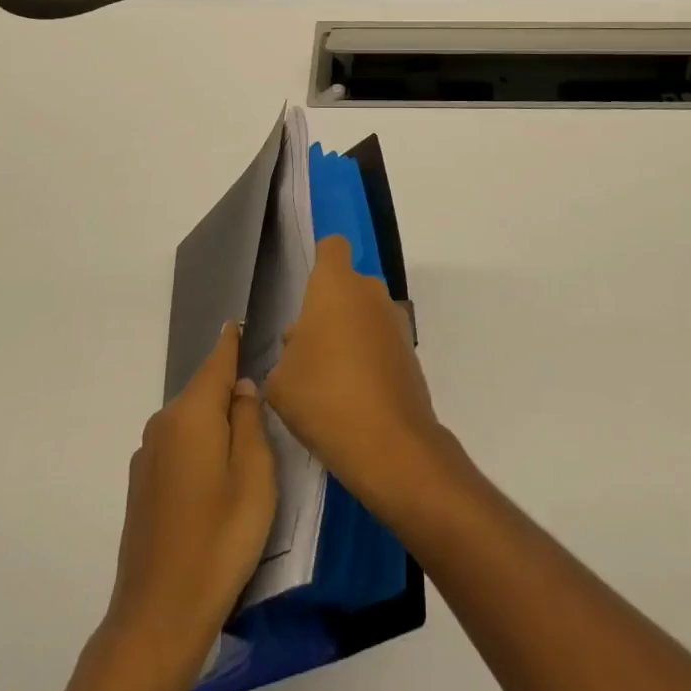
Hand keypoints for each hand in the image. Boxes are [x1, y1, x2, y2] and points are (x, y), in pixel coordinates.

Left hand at [61, 322, 274, 690]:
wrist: (159, 614)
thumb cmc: (220, 536)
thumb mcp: (255, 474)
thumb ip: (249, 421)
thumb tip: (241, 388)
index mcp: (192, 413)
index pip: (216, 362)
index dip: (229, 341)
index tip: (236, 320)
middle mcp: (163, 423)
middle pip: (202, 392)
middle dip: (227, 391)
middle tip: (259, 403)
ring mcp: (147, 456)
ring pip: (189, 422)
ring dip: (212, 424)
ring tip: (241, 446)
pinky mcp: (140, 486)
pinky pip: (176, 447)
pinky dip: (197, 448)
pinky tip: (212, 479)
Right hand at [266, 234, 443, 517]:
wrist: (389, 443)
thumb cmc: (323, 396)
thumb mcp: (280, 380)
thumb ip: (286, 353)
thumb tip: (301, 345)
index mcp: (335, 284)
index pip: (331, 247)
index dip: (319, 262)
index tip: (306, 294)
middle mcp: (370, 291)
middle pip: (346, 286)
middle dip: (328, 310)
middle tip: (307, 351)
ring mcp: (395, 320)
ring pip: (364, 314)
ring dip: (349, 334)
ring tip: (329, 381)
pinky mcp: (410, 351)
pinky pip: (381, 341)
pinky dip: (369, 358)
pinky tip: (353, 396)